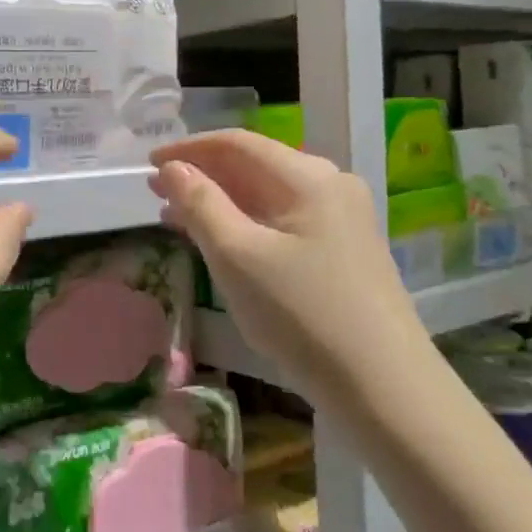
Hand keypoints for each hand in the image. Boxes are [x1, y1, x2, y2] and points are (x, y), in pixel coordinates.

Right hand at [151, 131, 429, 407]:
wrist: (384, 388)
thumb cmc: (302, 314)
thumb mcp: (237, 256)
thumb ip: (200, 205)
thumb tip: (172, 167)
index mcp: (308, 177)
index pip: (237, 143)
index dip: (188, 149)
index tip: (147, 163)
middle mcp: (329, 186)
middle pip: (253, 166)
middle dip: (201, 175)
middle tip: (154, 191)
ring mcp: (340, 219)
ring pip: (265, 195)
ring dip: (218, 200)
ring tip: (174, 215)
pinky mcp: (342, 251)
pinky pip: (280, 221)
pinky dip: (243, 223)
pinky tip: (218, 240)